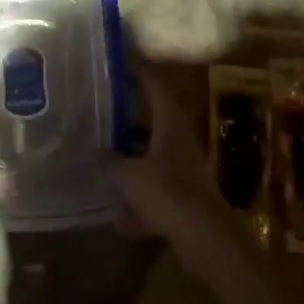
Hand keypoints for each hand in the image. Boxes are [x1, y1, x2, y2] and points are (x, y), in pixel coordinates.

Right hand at [109, 62, 223, 238]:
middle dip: (129, 121)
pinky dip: (140, 202)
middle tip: (104, 114)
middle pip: (154, 123)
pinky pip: (157, 192)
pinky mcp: (187, 199)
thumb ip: (110, 163)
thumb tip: (96, 153)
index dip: (140, 73)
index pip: (155, 87)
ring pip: (154, 158)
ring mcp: (185, 170)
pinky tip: (120, 220)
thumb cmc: (167, 193)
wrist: (206, 239)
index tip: (122, 64)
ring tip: (105, 166)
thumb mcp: (129, 176)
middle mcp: (180, 142)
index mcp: (170, 125)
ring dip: (132, 162)